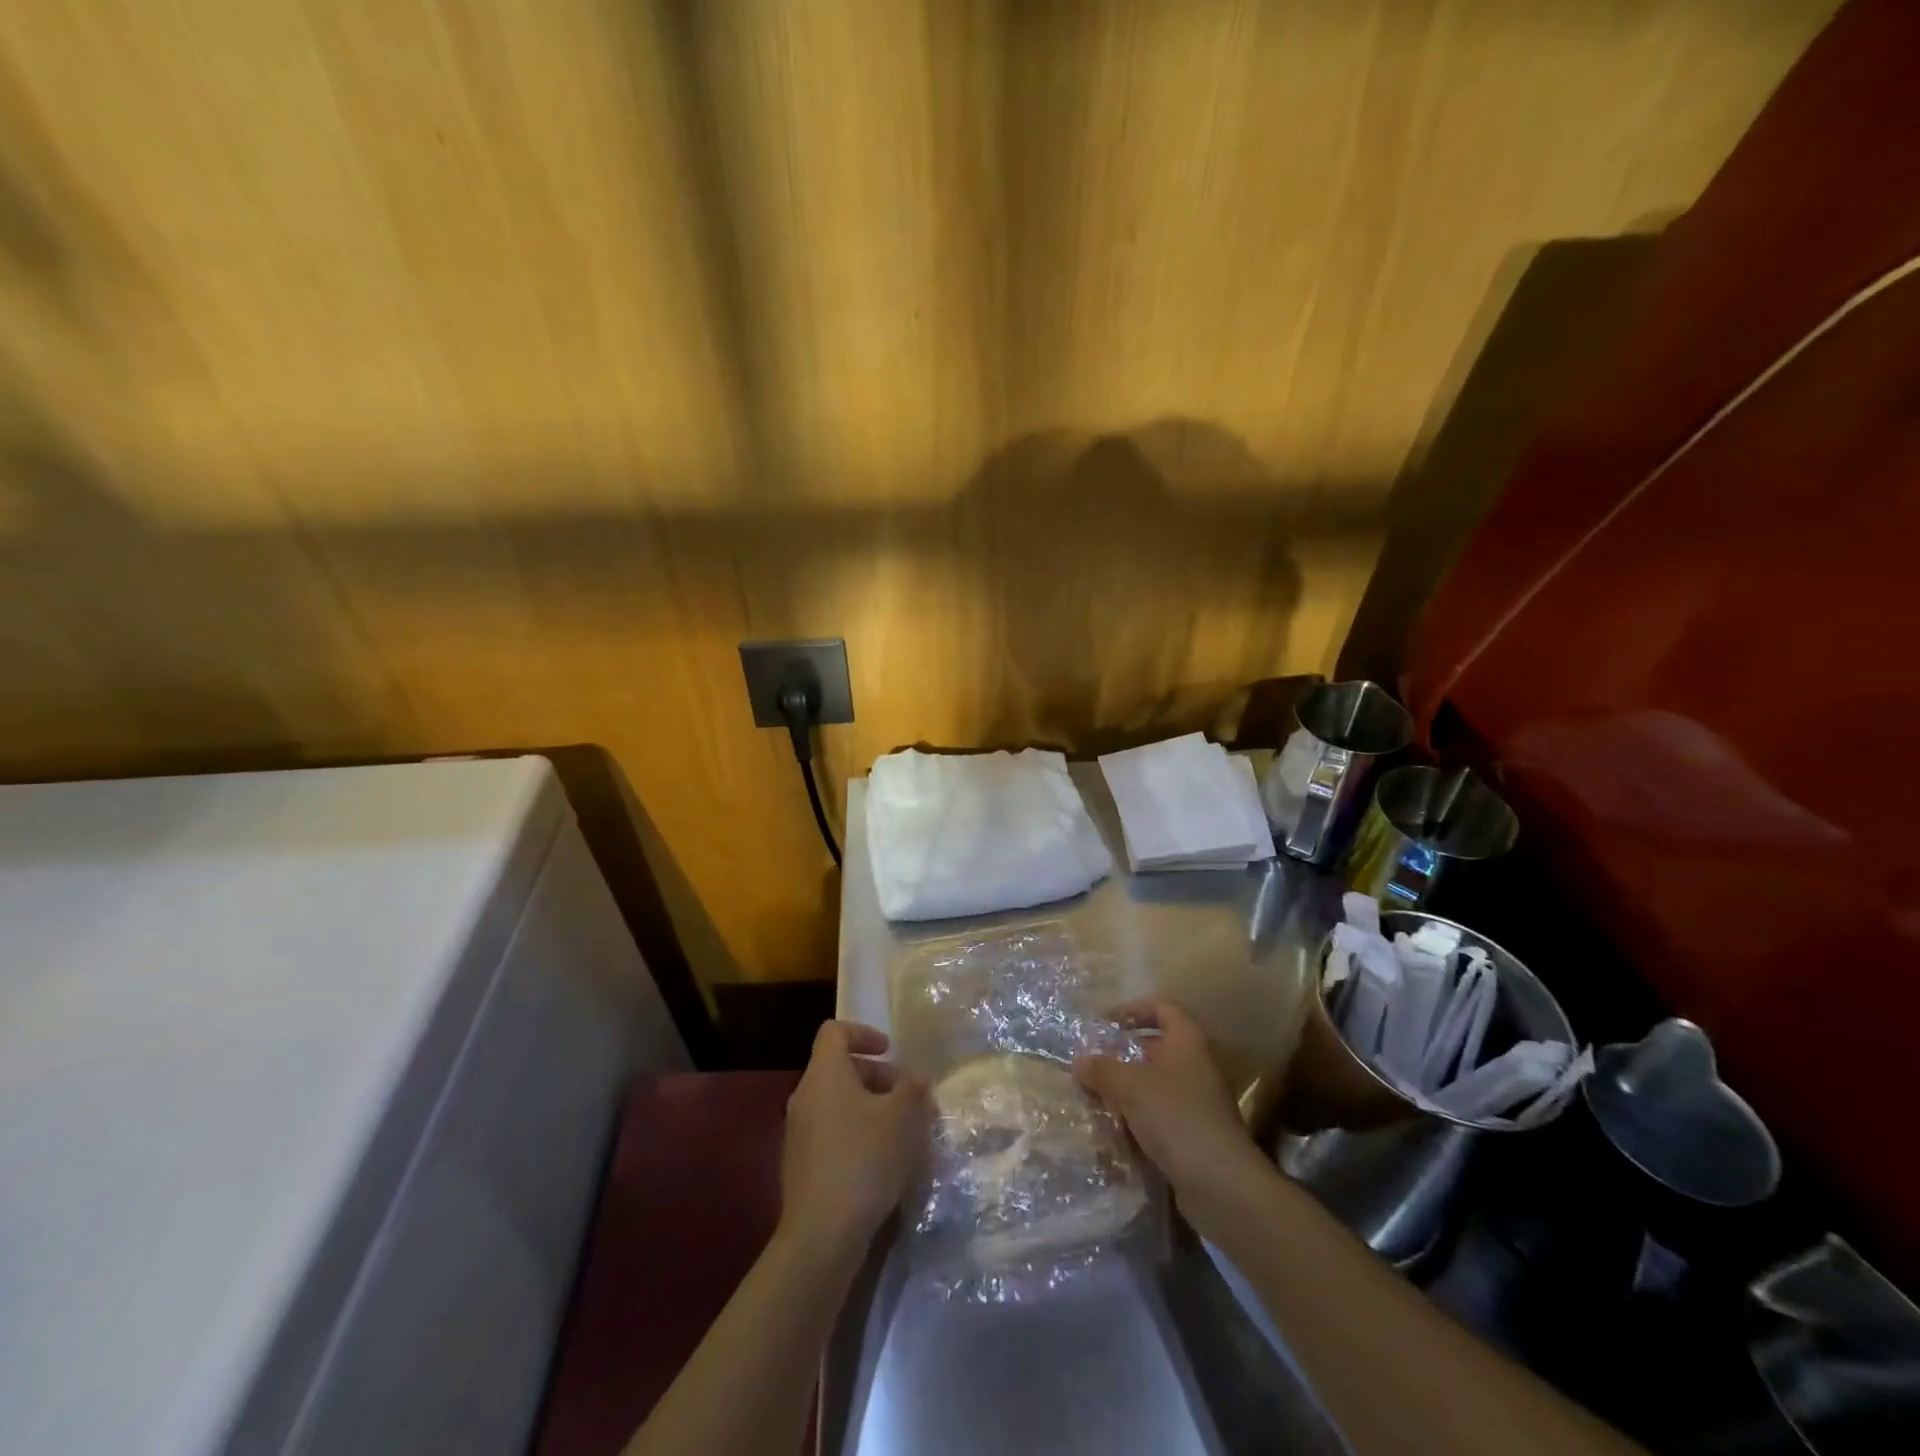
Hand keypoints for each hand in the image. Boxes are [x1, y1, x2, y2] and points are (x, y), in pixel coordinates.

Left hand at [779, 1021, 930, 1259]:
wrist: (822, 1234)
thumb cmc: (864, 1159)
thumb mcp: (901, 1118)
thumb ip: (912, 1089)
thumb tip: (917, 1078)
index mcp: (825, 1074)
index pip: (835, 1031)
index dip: (864, 1033)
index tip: (891, 1051)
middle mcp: (805, 1096)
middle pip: (838, 1067)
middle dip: (876, 1075)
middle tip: (906, 1096)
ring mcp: (799, 1132)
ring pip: (836, 1101)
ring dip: (869, 1106)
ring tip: (901, 1130)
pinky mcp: (801, 1164)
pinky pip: (831, 1131)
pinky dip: (856, 1132)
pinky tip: (882, 1160)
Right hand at [1073, 1000, 1266, 1210]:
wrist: (1222, 1185)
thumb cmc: (1176, 1118)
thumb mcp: (1129, 1087)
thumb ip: (1101, 1069)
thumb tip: (1079, 1062)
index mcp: (1188, 1041)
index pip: (1161, 1008)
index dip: (1131, 1010)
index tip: (1103, 1024)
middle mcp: (1197, 1065)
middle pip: (1155, 1048)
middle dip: (1122, 1056)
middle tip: (1092, 1065)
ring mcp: (1199, 1102)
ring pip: (1155, 1085)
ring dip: (1126, 1091)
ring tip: (1096, 1100)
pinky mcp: (1195, 1134)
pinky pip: (1160, 1115)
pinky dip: (1138, 1119)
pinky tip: (1115, 1133)